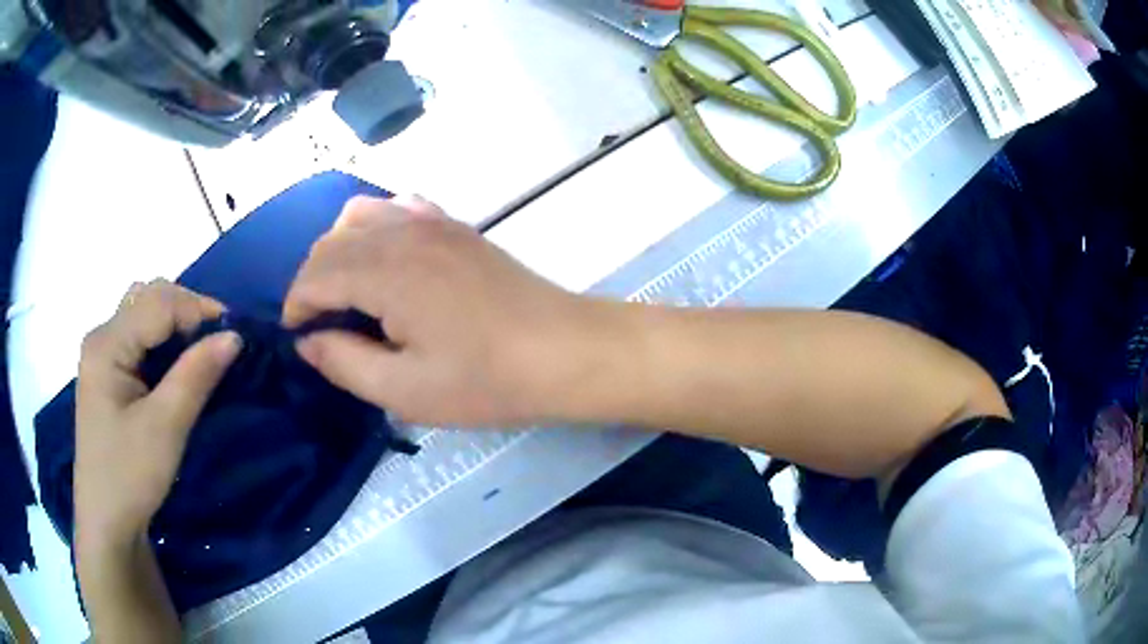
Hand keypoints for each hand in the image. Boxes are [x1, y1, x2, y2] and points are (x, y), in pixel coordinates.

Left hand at [75, 280, 241, 547]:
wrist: (106, 521)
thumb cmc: (129, 475)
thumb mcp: (165, 428)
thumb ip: (196, 376)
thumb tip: (234, 335)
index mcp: (106, 344)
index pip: (157, 303)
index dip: (197, 309)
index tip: (235, 333)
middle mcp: (101, 337)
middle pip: (146, 298)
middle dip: (186, 309)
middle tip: (217, 340)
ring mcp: (101, 355)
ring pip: (141, 313)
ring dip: (173, 321)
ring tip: (199, 348)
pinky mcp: (106, 374)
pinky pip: (137, 337)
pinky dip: (162, 339)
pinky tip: (175, 363)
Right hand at [283, 195, 615, 426]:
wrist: (564, 350)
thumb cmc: (485, 379)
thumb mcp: (405, 390)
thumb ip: (344, 362)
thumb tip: (307, 341)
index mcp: (385, 270)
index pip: (315, 274)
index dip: (296, 305)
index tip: (297, 336)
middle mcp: (402, 232)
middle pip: (332, 241)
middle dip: (312, 280)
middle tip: (318, 324)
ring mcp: (432, 222)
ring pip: (361, 216)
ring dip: (339, 250)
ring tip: (345, 292)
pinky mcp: (455, 226)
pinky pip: (398, 209)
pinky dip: (376, 228)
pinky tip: (385, 259)